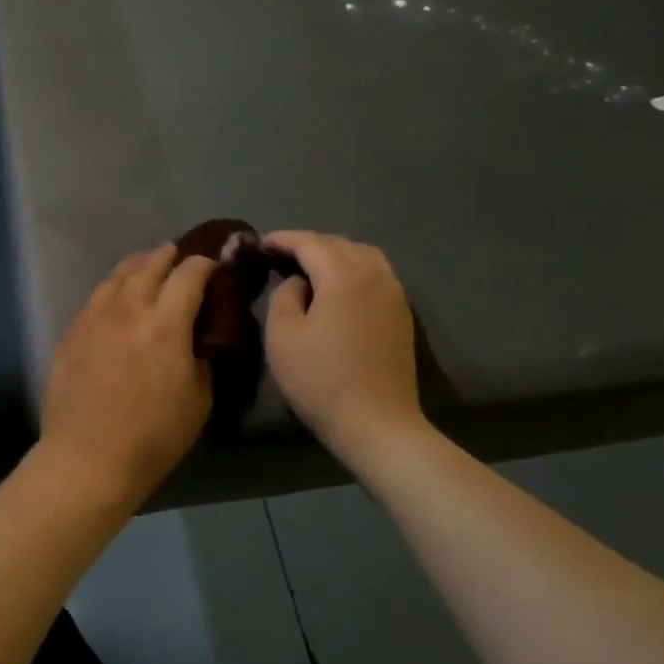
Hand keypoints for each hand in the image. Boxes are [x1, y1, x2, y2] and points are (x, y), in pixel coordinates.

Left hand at [39, 244, 215, 511]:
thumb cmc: (153, 436)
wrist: (88, 457)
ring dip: (137, 265)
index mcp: (166, 324)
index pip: (189, 275)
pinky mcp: (71, 331)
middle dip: (168, 256)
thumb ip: (200, 356)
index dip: (205, 265)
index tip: (213, 267)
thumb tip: (196, 335)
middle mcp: (128, 308)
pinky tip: (116, 297)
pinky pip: (96, 297)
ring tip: (146, 265)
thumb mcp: (198, 399)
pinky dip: (113, 288)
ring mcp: (93, 316)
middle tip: (178, 255)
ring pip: (117, 275)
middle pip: (150, 265)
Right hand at [263, 231, 425, 455]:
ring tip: (310, 267)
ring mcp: (394, 295)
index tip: (262, 243)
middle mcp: (375, 275)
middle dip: (309, 244)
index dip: (283, 239)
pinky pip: (375, 275)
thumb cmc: (321, 380)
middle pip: (339, 244)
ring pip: (363, 256)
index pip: (310, 243)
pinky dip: (352, 270)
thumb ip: (284, 296)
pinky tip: (337, 287)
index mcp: (344, 275)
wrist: (377, 424)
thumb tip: (298, 283)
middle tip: (280, 255)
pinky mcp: (401, 315)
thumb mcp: (283, 336)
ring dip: (334, 254)